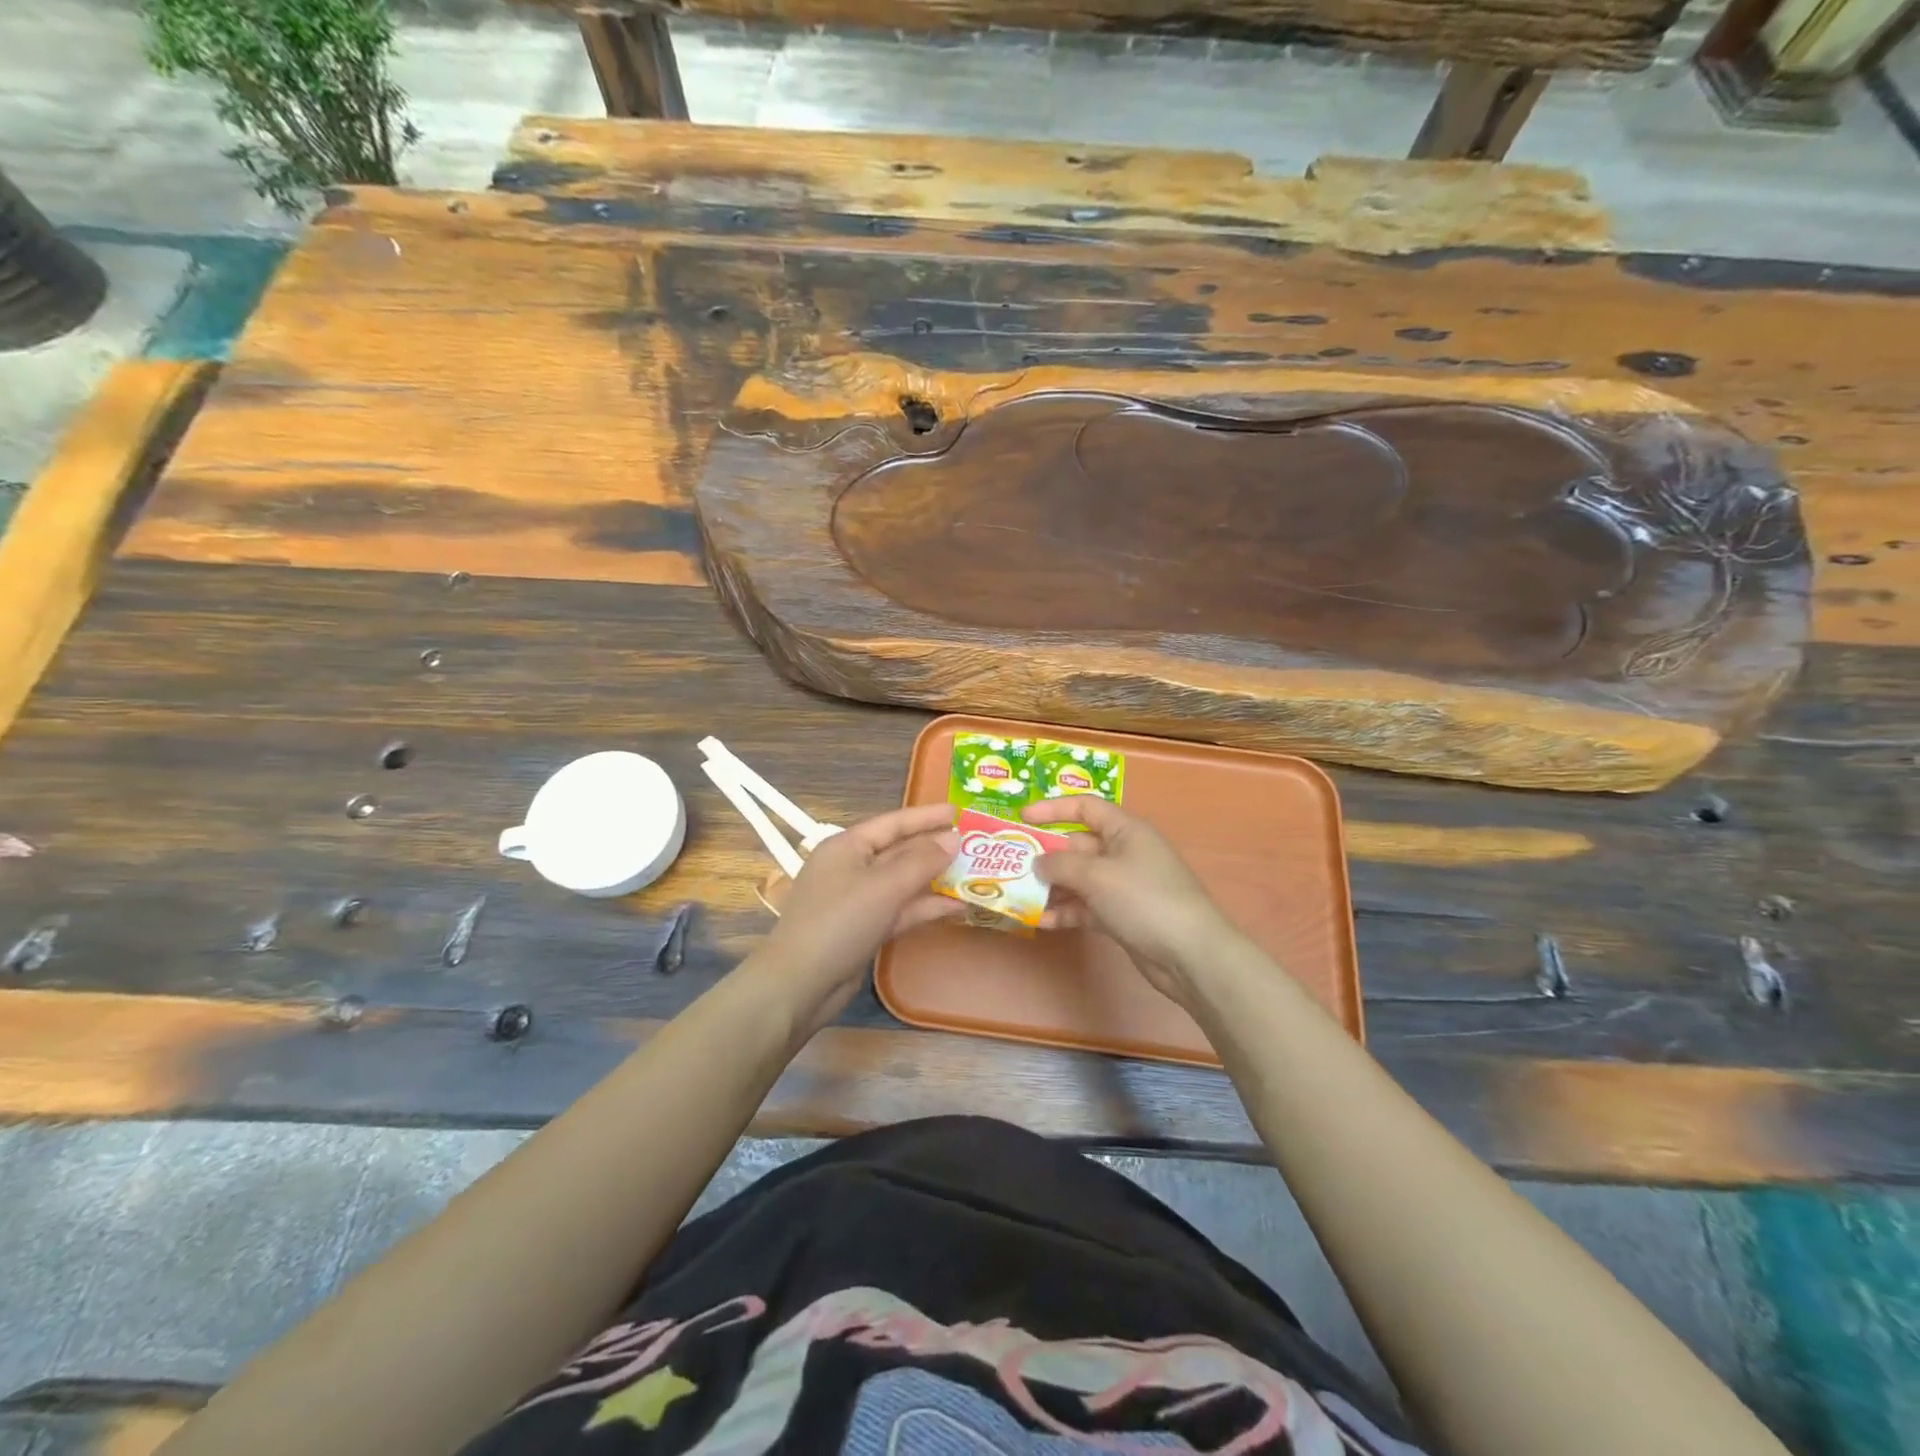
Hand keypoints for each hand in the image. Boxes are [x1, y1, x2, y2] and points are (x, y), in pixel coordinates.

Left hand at [748, 802, 962, 1028]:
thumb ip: (922, 861)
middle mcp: (852, 867)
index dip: (926, 816)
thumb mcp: (884, 886)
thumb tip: (954, 839)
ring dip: (935, 879)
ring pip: (903, 881)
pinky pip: (901, 909)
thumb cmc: (840, 921)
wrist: (800, 983)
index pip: (893, 822)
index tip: (959, 812)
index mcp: (848, 845)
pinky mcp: (865, 927)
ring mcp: (858, 899)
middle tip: (975, 843)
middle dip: (935, 847)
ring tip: (974, 874)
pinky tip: (957, 907)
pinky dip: (926, 907)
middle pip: (900, 850)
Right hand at [1022, 796, 1241, 1009]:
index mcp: (1125, 830)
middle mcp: (1123, 853)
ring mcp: (1123, 886)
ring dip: (1050, 887)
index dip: (1052, 809)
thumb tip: (1037, 862)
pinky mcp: (1121, 916)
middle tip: (1010, 865)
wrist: (1190, 955)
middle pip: (1077, 846)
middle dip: (1045, 855)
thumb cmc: (1145, 899)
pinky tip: (1040, 922)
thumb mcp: (1098, 875)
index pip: (1084, 807)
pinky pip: (1085, 907)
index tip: (1021, 818)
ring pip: (1078, 879)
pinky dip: (1065, 912)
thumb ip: (1061, 865)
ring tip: (1018, 896)